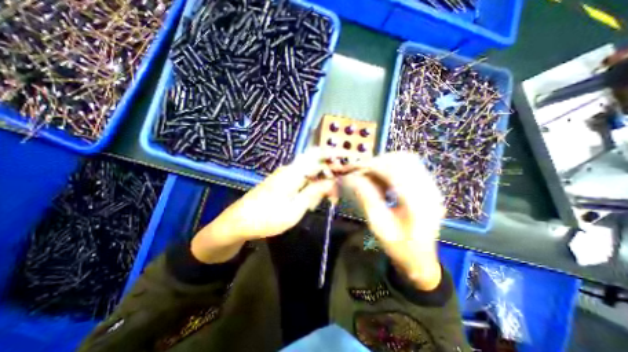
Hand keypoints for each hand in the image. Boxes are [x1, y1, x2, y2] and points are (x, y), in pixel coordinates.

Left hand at [193, 149, 334, 262]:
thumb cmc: (267, 218)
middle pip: (315, 164)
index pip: (317, 154)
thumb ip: (314, 192)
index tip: (348, 160)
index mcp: (293, 172)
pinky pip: (301, 180)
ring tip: (318, 204)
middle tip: (334, 195)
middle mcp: (289, 169)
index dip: (334, 154)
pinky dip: (309, 189)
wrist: (238, 222)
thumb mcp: (295, 209)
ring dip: (318, 185)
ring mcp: (284, 175)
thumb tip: (331, 181)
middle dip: (328, 176)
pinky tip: (308, 203)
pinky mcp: (281, 182)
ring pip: (309, 174)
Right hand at [346, 153, 442, 289]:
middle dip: (377, 162)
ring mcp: (431, 186)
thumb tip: (351, 178)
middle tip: (360, 172)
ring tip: (369, 174)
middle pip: (403, 159)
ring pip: (406, 159)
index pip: (394, 170)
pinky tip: (381, 178)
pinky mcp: (428, 186)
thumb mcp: (379, 226)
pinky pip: (409, 166)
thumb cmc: (399, 247)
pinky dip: (391, 167)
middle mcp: (429, 189)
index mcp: (419, 202)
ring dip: (384, 163)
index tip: (353, 170)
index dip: (371, 166)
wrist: (420, 258)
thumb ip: (366, 199)